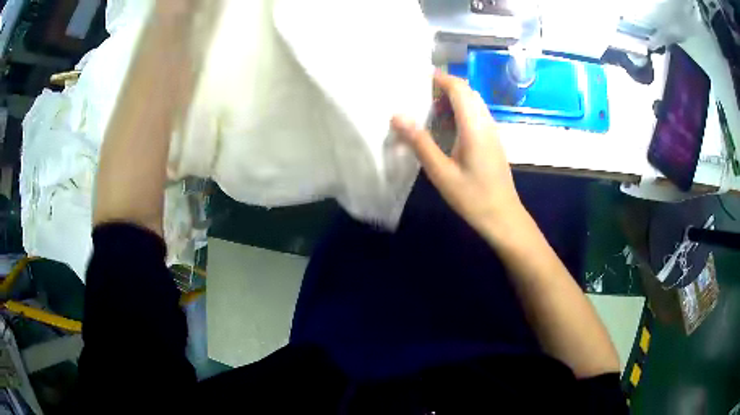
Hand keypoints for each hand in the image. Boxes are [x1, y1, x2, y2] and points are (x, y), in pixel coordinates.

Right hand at [392, 71, 524, 238]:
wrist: (503, 217)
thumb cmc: (473, 197)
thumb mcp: (441, 173)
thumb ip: (420, 143)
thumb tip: (397, 116)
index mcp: (474, 126)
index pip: (459, 89)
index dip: (440, 78)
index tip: (417, 77)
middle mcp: (486, 122)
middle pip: (467, 92)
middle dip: (444, 86)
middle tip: (418, 93)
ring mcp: (492, 131)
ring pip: (473, 102)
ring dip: (452, 98)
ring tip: (427, 107)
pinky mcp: (492, 140)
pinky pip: (476, 115)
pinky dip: (459, 111)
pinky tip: (445, 126)